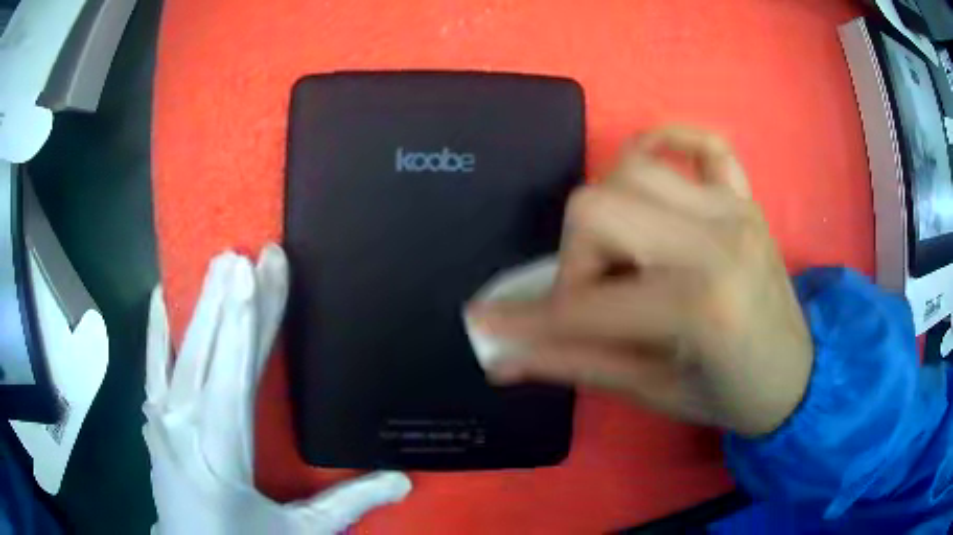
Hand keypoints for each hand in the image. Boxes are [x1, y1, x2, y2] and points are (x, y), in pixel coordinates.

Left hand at [143, 245, 410, 533]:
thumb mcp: (298, 533)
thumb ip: (347, 504)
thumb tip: (405, 480)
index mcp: (219, 450)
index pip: (239, 372)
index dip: (255, 319)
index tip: (267, 271)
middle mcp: (183, 424)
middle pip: (211, 350)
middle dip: (232, 298)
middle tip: (251, 252)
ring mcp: (161, 419)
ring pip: (182, 350)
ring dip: (204, 304)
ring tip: (220, 260)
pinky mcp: (152, 419)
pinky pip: (153, 365)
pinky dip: (157, 329)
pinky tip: (161, 295)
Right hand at [468, 126, 812, 436]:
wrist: (796, 376)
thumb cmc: (730, 396)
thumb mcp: (652, 393)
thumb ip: (575, 366)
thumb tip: (503, 360)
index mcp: (700, 305)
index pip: (588, 302)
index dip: (530, 317)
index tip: (487, 319)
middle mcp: (717, 239)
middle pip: (599, 205)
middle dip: (575, 258)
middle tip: (589, 296)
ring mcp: (733, 208)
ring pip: (632, 169)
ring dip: (605, 212)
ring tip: (621, 256)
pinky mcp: (743, 197)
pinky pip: (701, 143)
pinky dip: (667, 142)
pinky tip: (653, 173)